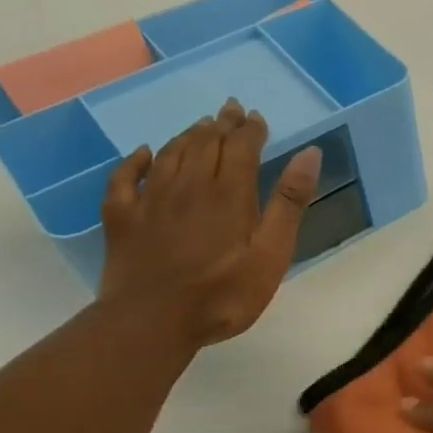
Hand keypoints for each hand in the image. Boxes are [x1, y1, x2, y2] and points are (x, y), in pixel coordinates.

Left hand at [97, 98, 321, 348]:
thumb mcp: (272, 253)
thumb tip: (309, 154)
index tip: (257, 117)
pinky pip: (126, 178)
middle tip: (230, 110)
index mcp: (228, 193)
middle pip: (205, 143)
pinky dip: (137, 160)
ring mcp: (150, 200)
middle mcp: (188, 185)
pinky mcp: (122, 218)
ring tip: (201, 125)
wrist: (152, 322)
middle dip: (221, 124)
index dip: (250, 129)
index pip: (240, 147)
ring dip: (188, 135)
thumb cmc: (224, 293)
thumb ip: (289, 203)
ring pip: (169, 153)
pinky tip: (144, 153)